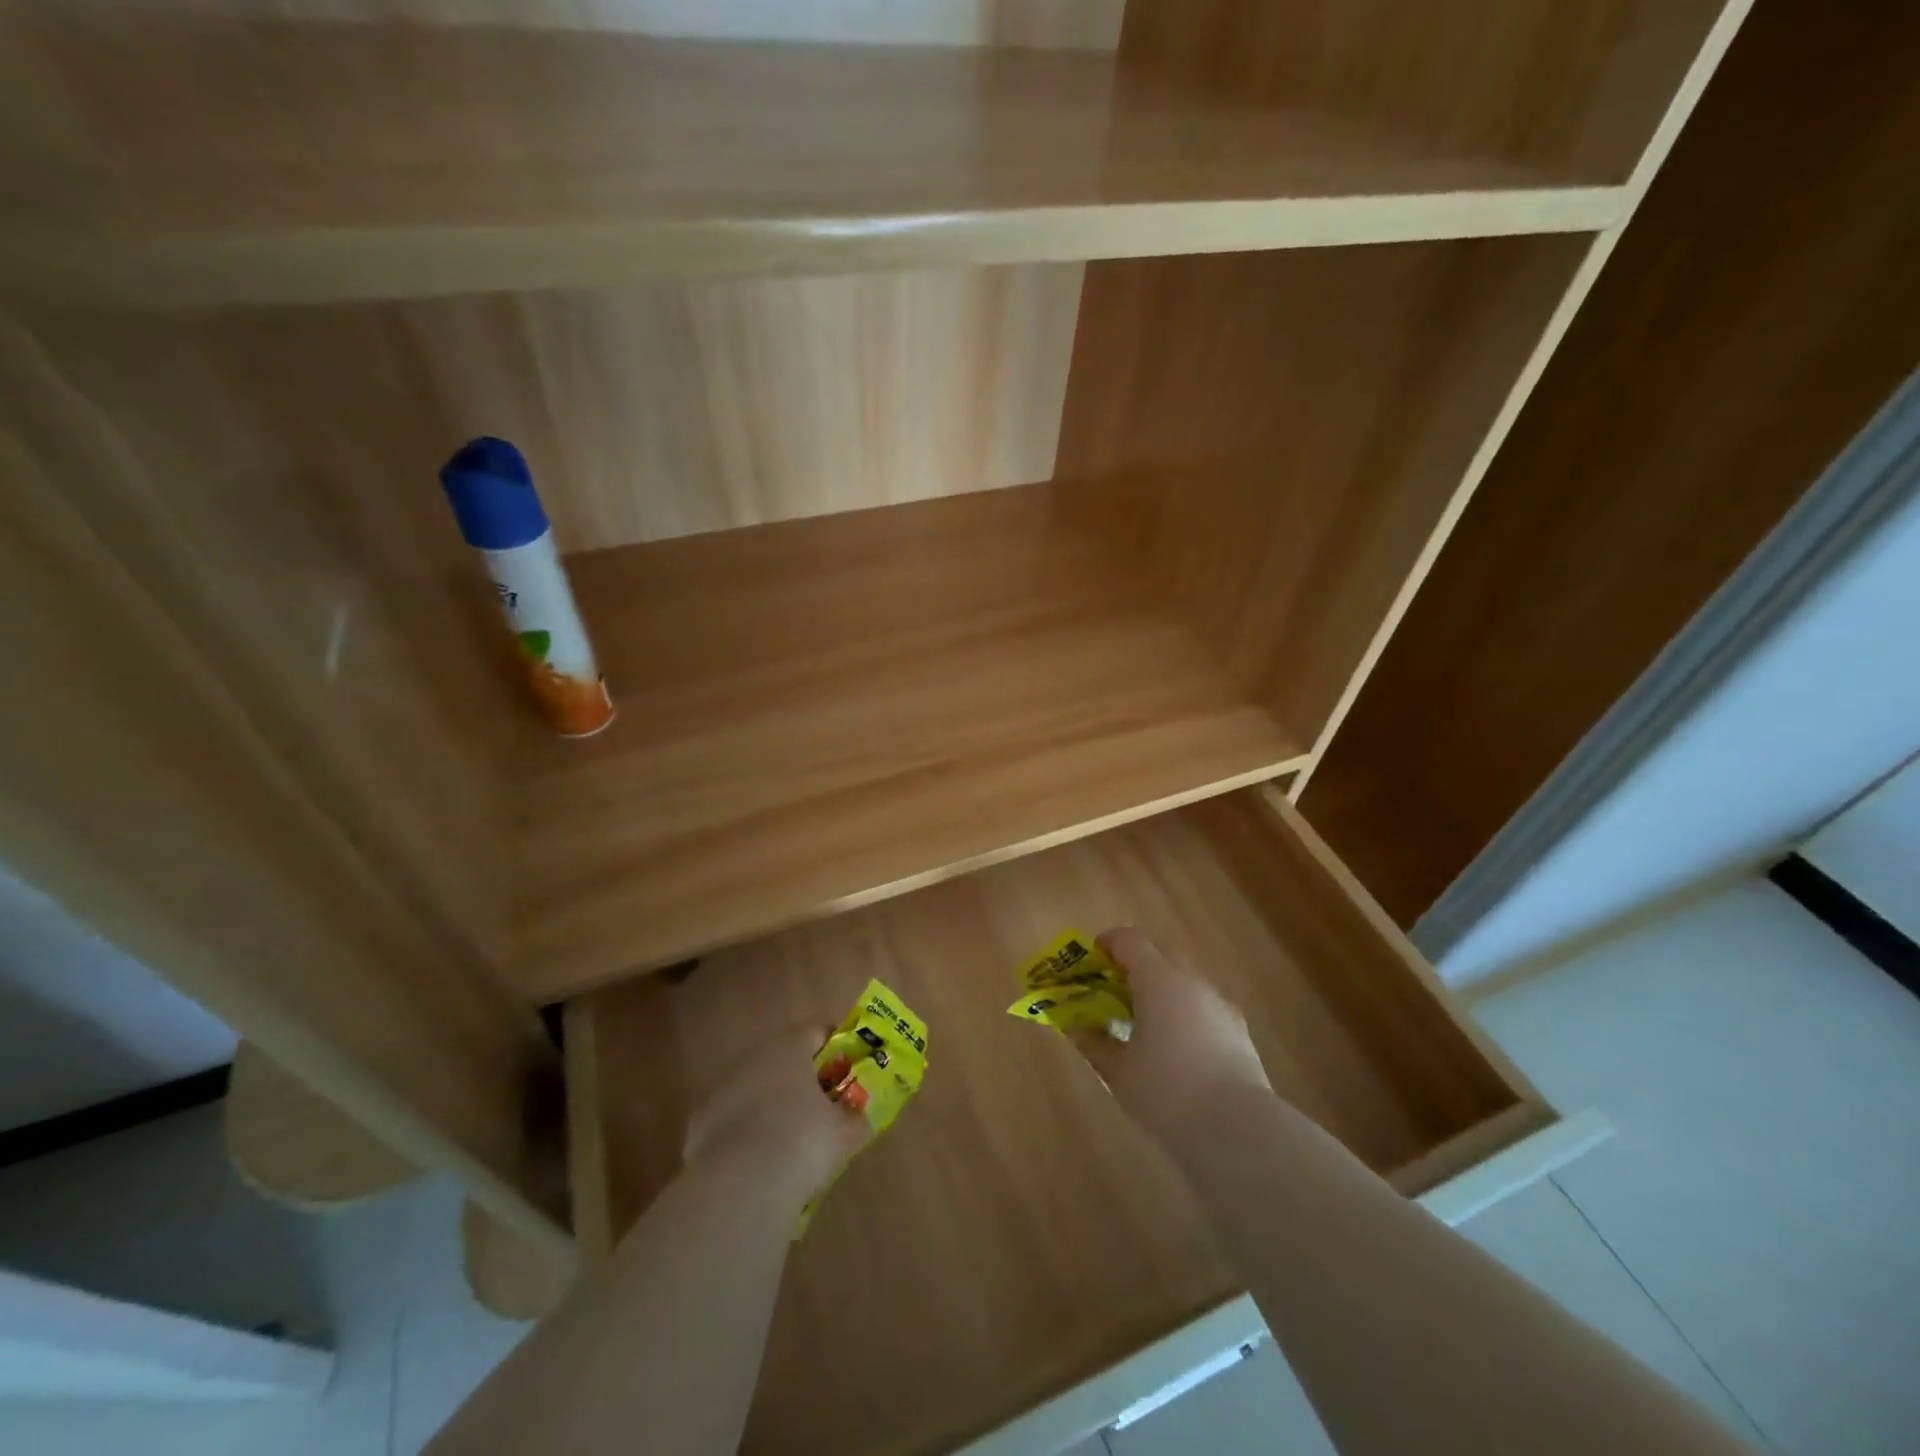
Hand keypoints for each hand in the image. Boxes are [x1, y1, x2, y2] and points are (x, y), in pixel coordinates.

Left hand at [683, 1025, 871, 1205]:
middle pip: (781, 1058)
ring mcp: (722, 1087)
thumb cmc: (803, 1144)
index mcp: (791, 1048)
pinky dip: (743, 1132)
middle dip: (799, 1078)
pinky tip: (755, 1161)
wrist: (740, 1186)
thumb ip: (856, 1118)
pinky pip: (730, 1118)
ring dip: (769, 1103)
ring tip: (787, 1138)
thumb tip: (863, 1115)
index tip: (846, 1068)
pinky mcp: (699, 1121)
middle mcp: (754, 1057)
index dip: (833, 1048)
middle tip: (819, 1105)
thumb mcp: (845, 1134)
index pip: (816, 1032)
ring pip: (753, 1087)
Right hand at [1073, 927, 1272, 1145]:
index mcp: (1159, 980)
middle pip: (1159, 956)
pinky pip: (1202, 1009)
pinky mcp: (1239, 1032)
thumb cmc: (1167, 1092)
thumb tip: (1075, 1026)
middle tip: (1112, 996)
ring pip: (1184, 983)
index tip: (1089, 965)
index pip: (1129, 940)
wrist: (1239, 1130)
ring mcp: (1220, 1005)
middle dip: (1133, 969)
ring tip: (1142, 1028)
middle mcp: (1192, 982)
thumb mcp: (1118, 1071)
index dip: (1105, 945)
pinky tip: (1176, 1053)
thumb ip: (1093, 1042)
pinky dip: (1183, 1016)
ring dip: (1160, 994)